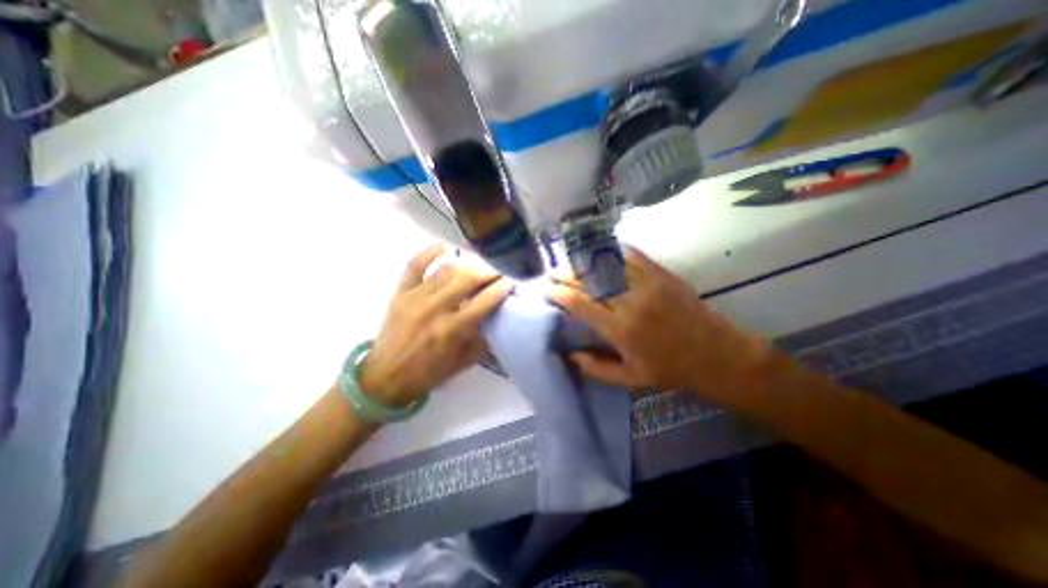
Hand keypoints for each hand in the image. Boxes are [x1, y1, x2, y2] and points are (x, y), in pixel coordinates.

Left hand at [356, 242, 510, 402]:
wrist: (385, 378)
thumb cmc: (428, 373)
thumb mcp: (462, 363)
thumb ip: (483, 342)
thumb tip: (499, 321)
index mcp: (451, 330)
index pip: (483, 302)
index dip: (500, 289)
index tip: (510, 282)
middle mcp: (435, 308)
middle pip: (467, 279)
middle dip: (487, 272)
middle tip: (498, 271)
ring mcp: (416, 297)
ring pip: (446, 270)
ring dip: (467, 265)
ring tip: (478, 265)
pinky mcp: (401, 292)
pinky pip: (414, 265)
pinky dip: (428, 253)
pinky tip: (444, 246)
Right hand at [549, 245, 775, 400]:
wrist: (717, 355)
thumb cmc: (671, 370)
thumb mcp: (631, 379)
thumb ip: (596, 369)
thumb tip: (570, 355)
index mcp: (620, 329)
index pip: (579, 303)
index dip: (559, 293)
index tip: (547, 289)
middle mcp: (630, 302)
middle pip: (589, 280)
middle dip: (566, 274)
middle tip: (553, 272)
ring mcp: (647, 283)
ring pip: (607, 264)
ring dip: (585, 261)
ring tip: (572, 261)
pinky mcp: (662, 274)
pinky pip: (631, 256)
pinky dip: (612, 252)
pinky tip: (601, 252)